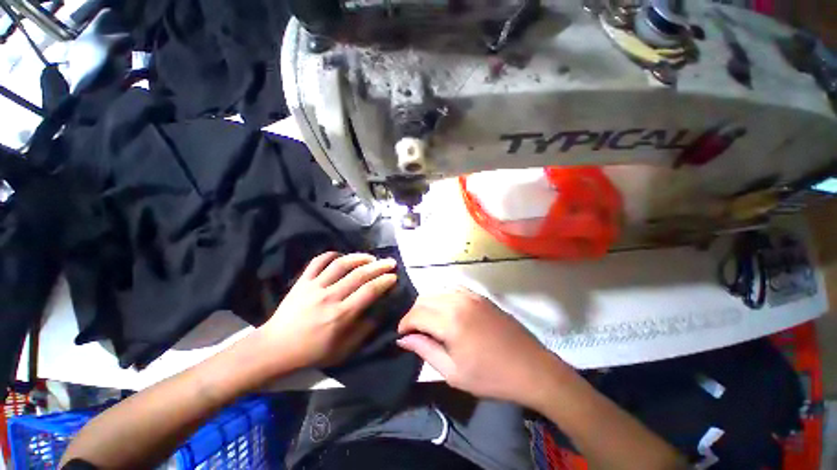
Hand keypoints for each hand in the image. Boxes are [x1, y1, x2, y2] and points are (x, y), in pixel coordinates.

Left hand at [258, 252, 397, 369]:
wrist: (275, 348)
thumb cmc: (312, 352)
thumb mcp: (344, 349)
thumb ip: (365, 330)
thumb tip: (380, 312)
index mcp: (341, 315)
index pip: (369, 291)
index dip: (384, 281)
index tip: (394, 277)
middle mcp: (330, 296)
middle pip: (359, 274)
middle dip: (379, 266)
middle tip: (390, 262)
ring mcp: (314, 286)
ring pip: (341, 264)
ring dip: (359, 257)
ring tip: (371, 257)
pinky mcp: (302, 282)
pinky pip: (318, 262)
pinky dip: (331, 255)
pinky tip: (342, 255)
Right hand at [397, 289, 566, 406]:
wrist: (532, 368)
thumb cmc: (491, 376)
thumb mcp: (453, 372)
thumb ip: (425, 350)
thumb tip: (403, 339)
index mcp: (450, 320)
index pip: (416, 314)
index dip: (404, 324)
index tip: (402, 336)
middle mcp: (458, 300)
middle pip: (424, 298)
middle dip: (414, 314)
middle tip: (414, 332)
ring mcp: (471, 295)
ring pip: (437, 291)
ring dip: (427, 304)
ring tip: (429, 322)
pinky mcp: (480, 296)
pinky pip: (453, 289)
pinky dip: (443, 298)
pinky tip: (446, 312)